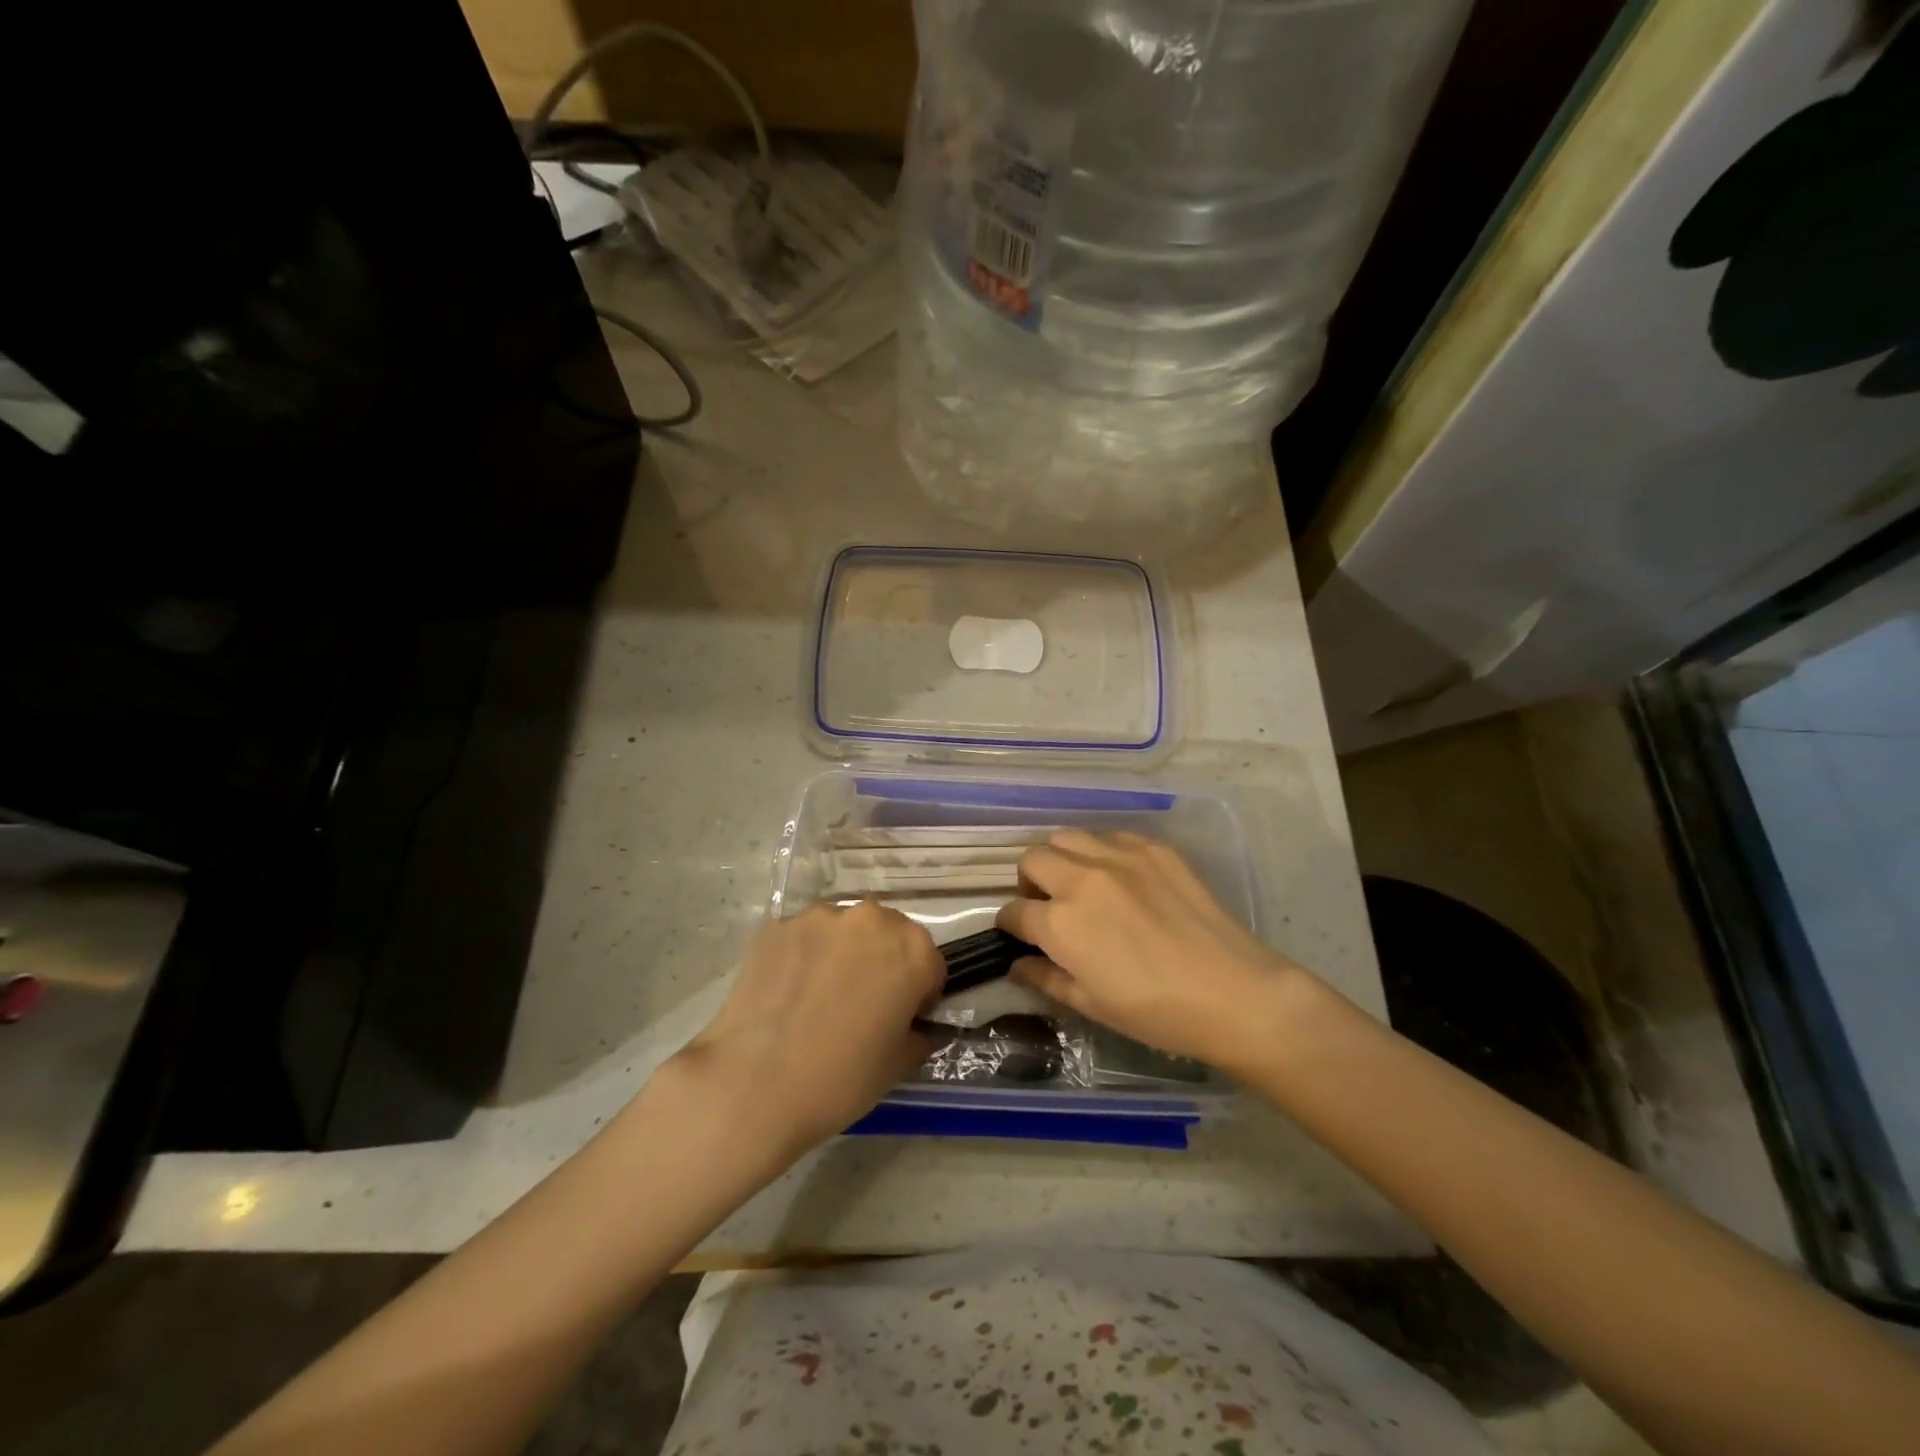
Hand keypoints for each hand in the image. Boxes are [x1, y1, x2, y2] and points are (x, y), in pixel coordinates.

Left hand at [669, 901, 944, 1155]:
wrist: (752, 1085)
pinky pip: (804, 938)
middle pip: (888, 935)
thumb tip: (914, 1028)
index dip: (919, 994)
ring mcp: (820, 917)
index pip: (930, 964)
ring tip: (818, 998)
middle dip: (882, 962)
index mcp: (911, 949)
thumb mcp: (897, 1065)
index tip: (901, 1019)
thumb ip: (917, 1035)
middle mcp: (870, 919)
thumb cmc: (839, 1079)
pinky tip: (787, 994)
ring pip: (844, 932)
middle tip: (861, 1005)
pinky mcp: (778, 925)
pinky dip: (803, 957)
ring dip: (842, 954)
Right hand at [997, 831, 1305, 1070]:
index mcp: (1061, 923)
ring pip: (1066, 837)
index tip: (1018, 933)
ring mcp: (1120, 857)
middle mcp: (1082, 879)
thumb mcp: (1091, 1004)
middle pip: (1032, 860)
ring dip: (1061, 859)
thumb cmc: (1156, 1012)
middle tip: (1047, 906)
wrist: (1233, 993)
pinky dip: (1101, 853)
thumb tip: (1018, 963)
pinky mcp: (1153, 849)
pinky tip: (1120, 879)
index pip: (1014, 911)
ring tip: (1079, 885)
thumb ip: (1046, 978)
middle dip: (1028, 883)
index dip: (1010, 925)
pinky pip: (1110, 837)